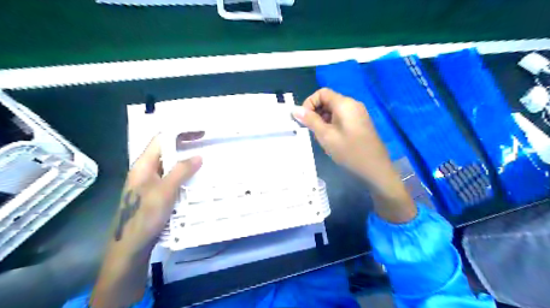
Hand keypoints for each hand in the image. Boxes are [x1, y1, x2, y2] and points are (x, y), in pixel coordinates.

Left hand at [90, 137, 202, 307]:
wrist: (130, 248)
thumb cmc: (144, 217)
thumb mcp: (165, 192)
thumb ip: (181, 171)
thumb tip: (198, 156)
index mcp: (143, 165)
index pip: (161, 139)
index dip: (181, 133)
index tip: (201, 134)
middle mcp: (146, 171)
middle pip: (166, 151)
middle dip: (186, 146)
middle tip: (206, 147)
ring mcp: (151, 183)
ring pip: (171, 166)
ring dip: (187, 162)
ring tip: (206, 162)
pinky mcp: (156, 194)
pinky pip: (172, 179)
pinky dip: (185, 176)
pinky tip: (196, 181)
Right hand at [292, 87, 416, 222]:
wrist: (375, 168)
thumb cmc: (349, 152)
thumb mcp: (326, 136)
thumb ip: (310, 120)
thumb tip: (295, 109)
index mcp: (345, 104)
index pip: (322, 93)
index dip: (309, 103)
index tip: (304, 119)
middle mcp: (353, 104)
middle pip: (328, 100)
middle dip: (315, 112)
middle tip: (311, 130)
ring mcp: (358, 113)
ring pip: (334, 110)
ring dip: (323, 119)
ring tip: (320, 136)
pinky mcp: (360, 122)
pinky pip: (342, 117)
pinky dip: (332, 124)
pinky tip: (331, 138)